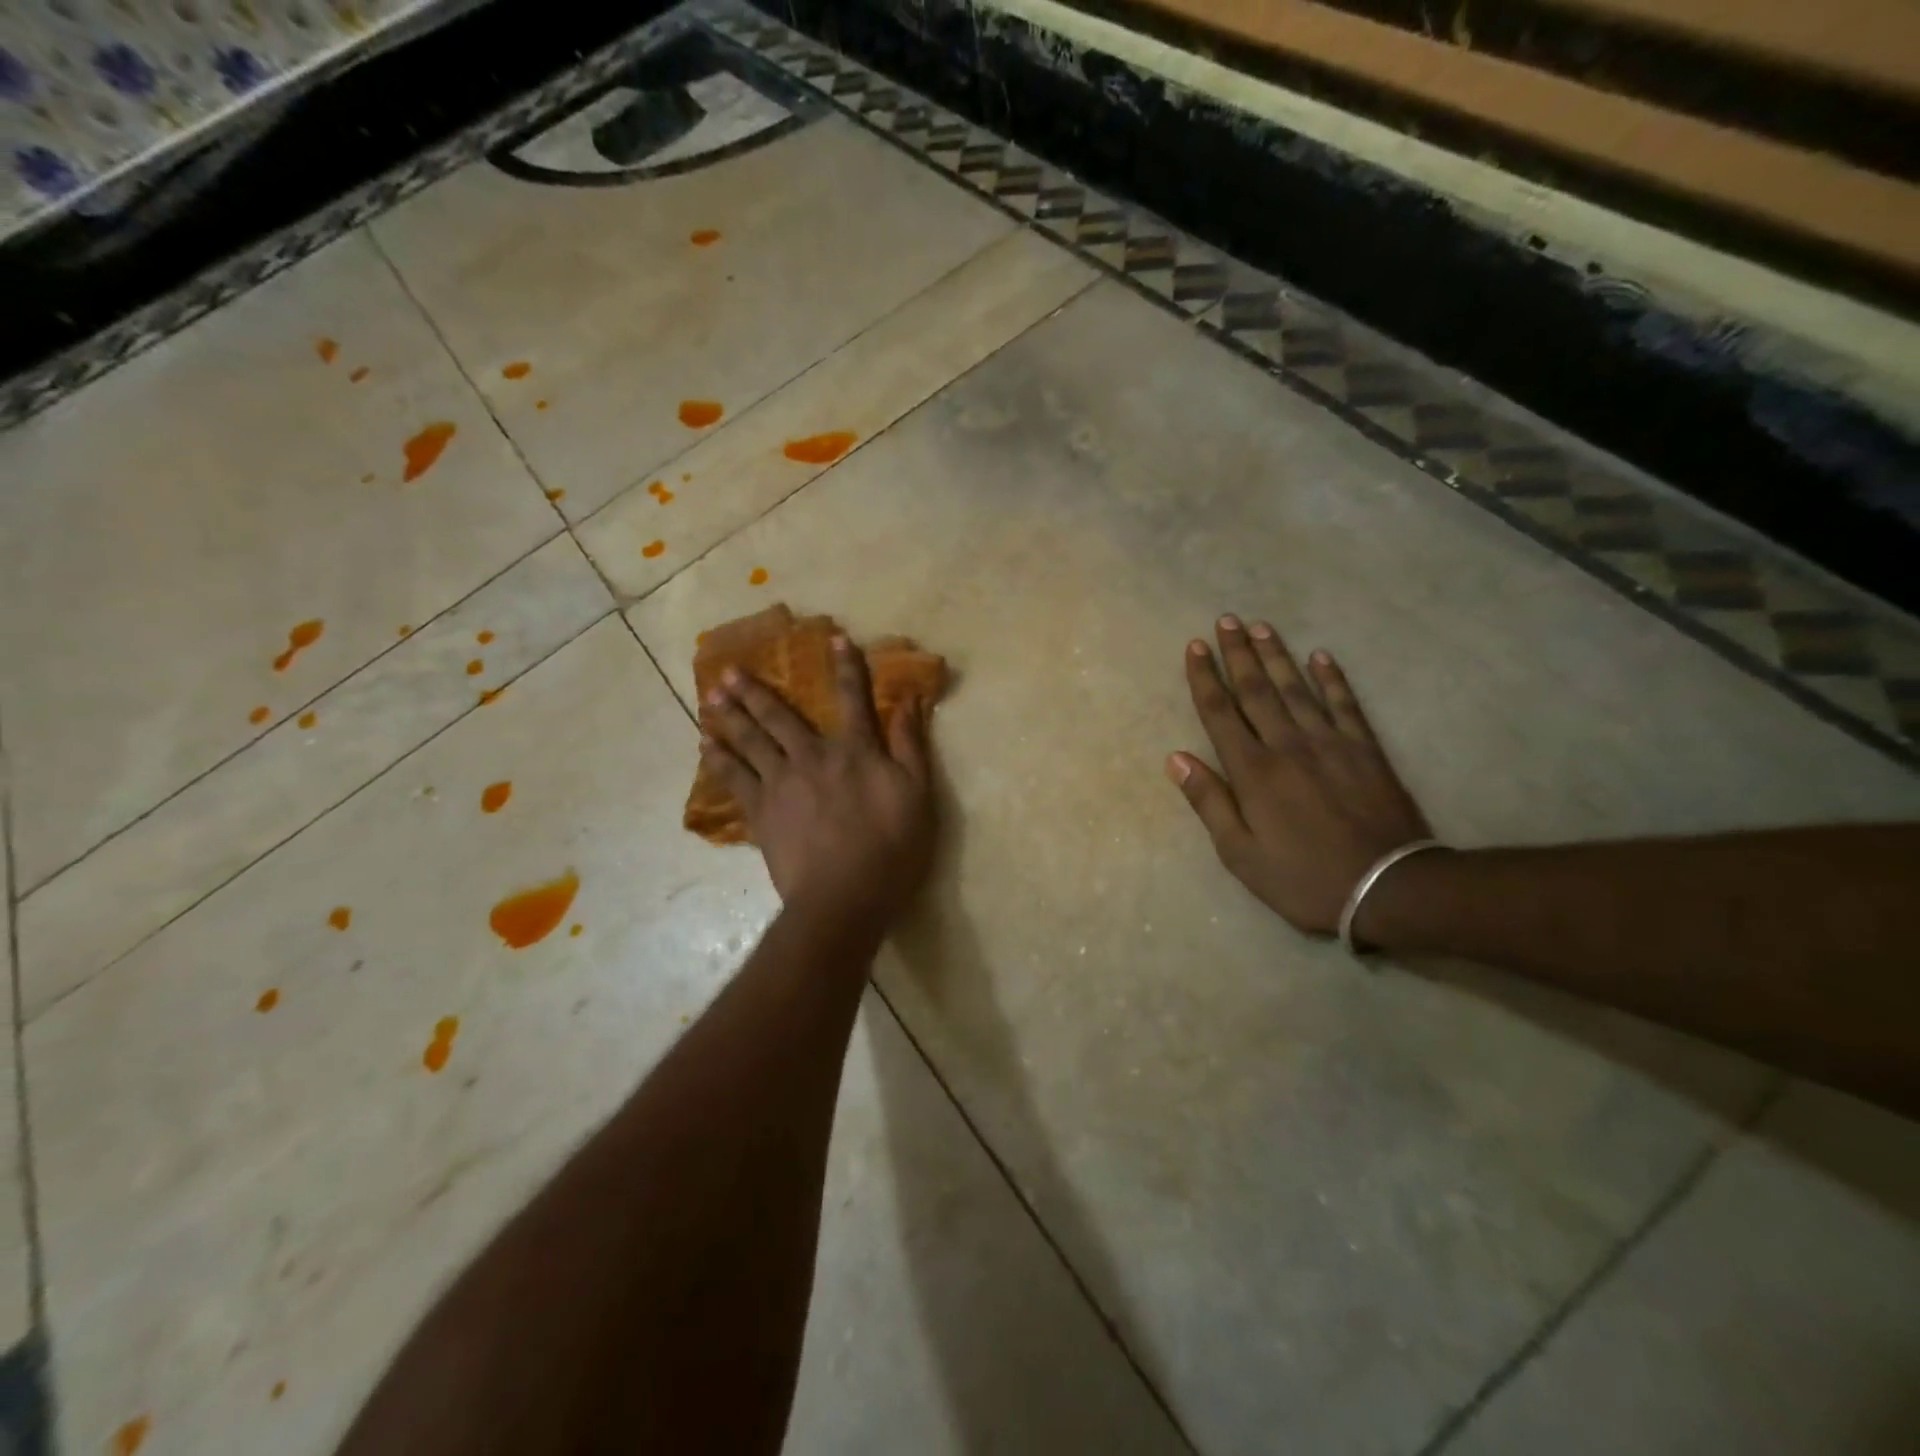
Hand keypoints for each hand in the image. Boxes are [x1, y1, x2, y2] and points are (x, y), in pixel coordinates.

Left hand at [701, 636, 936, 930]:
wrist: (843, 898)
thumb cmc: (891, 850)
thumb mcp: (918, 796)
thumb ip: (910, 746)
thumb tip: (910, 700)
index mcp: (855, 752)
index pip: (853, 700)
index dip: (847, 667)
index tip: (835, 638)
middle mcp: (813, 757)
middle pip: (781, 716)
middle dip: (756, 690)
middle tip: (729, 670)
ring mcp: (781, 784)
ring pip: (751, 741)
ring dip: (730, 716)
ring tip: (710, 697)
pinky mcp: (761, 812)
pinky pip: (734, 779)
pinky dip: (719, 760)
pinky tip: (706, 746)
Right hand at [1169, 615, 1432, 935]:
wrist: (1388, 887)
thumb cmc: (1302, 877)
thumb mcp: (1240, 854)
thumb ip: (1208, 802)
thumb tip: (1176, 758)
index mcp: (1252, 771)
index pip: (1220, 713)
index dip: (1204, 678)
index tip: (1194, 648)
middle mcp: (1287, 745)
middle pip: (1256, 690)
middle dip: (1237, 654)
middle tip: (1225, 621)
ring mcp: (1330, 743)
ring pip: (1296, 688)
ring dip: (1276, 655)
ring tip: (1260, 626)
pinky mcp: (1365, 750)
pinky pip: (1345, 704)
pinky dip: (1332, 678)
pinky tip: (1321, 656)